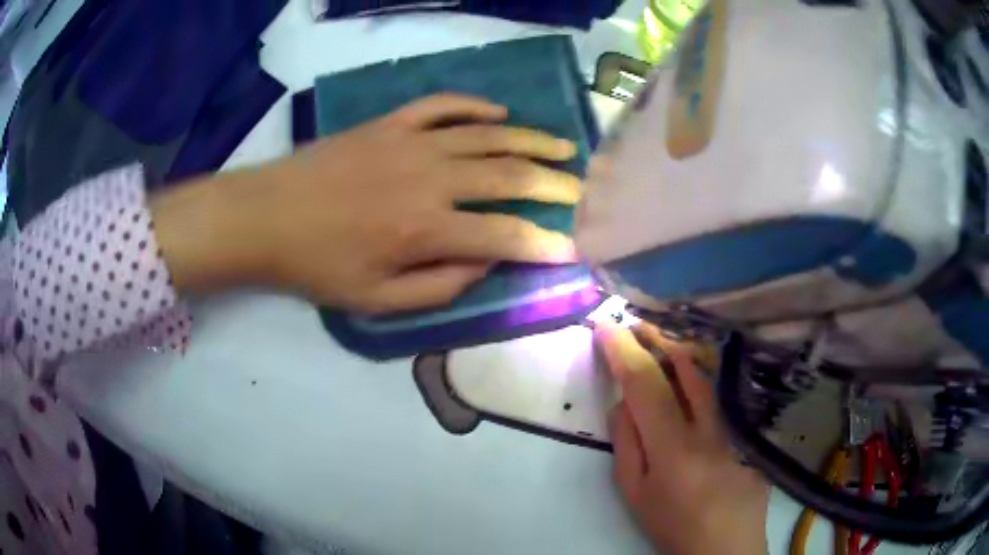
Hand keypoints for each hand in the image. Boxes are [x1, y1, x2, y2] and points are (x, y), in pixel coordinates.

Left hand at [152, 94, 580, 312]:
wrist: (267, 215)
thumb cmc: (317, 265)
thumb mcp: (375, 301)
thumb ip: (438, 288)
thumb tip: (484, 266)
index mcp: (426, 230)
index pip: (506, 237)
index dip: (546, 243)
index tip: (576, 247)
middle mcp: (430, 179)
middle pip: (508, 177)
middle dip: (553, 186)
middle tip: (582, 192)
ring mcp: (411, 143)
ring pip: (487, 136)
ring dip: (530, 142)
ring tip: (562, 148)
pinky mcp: (391, 124)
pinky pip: (443, 106)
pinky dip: (475, 107)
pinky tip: (499, 114)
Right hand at [595, 323, 769, 554]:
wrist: (725, 545)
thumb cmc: (672, 524)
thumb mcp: (634, 493)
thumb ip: (626, 445)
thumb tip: (623, 402)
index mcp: (674, 448)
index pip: (646, 385)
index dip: (623, 351)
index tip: (604, 327)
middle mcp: (709, 428)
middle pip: (683, 368)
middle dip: (654, 340)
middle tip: (632, 326)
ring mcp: (735, 427)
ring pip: (706, 378)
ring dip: (678, 353)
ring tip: (658, 340)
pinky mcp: (750, 430)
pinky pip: (720, 396)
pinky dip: (699, 379)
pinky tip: (690, 374)